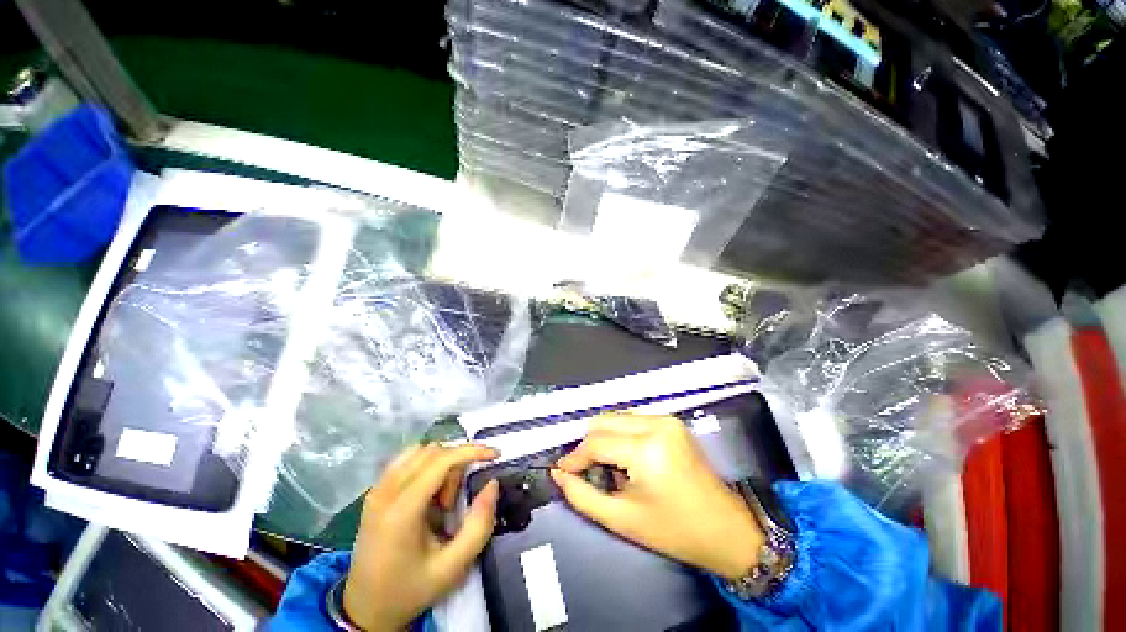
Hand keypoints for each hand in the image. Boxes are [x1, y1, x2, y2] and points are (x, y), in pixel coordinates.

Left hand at [344, 444, 499, 630]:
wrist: (365, 610)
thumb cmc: (410, 589)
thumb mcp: (453, 567)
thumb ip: (479, 524)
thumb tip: (492, 484)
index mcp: (402, 510)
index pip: (442, 460)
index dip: (472, 451)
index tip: (495, 455)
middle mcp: (386, 491)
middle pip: (433, 453)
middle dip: (455, 467)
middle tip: (456, 503)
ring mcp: (376, 489)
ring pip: (420, 452)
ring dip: (441, 465)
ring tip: (441, 500)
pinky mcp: (374, 492)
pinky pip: (406, 460)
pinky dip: (426, 465)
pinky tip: (428, 491)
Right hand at [552, 414, 763, 580]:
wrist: (726, 529)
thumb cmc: (674, 531)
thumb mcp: (622, 520)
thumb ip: (583, 496)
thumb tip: (558, 474)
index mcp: (646, 449)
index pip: (596, 442)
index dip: (575, 456)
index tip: (562, 470)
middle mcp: (656, 424)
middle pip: (604, 421)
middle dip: (588, 445)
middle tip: (585, 470)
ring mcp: (666, 419)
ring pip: (617, 418)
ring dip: (604, 439)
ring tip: (608, 468)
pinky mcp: (672, 421)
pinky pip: (632, 420)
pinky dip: (620, 436)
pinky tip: (626, 459)